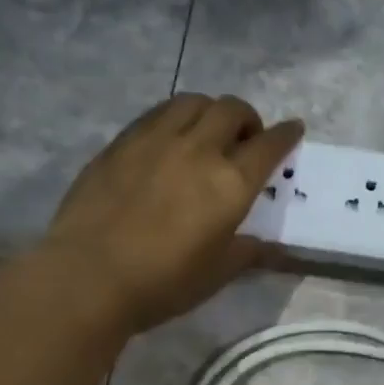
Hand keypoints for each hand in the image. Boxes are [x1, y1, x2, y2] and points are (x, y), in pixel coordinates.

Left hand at [44, 94, 302, 332]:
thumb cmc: (163, 283)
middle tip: (245, 139)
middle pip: (232, 110)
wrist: (89, 276)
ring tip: (206, 132)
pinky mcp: (121, 142)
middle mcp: (198, 150)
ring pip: (192, 101)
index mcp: (230, 184)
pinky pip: (157, 113)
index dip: (285, 135)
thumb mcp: (216, 274)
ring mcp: (155, 139)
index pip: (269, 145)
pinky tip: (168, 139)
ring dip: (210, 110)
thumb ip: (246, 252)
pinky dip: (175, 117)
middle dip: (248, 118)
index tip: (293, 129)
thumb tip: (267, 245)